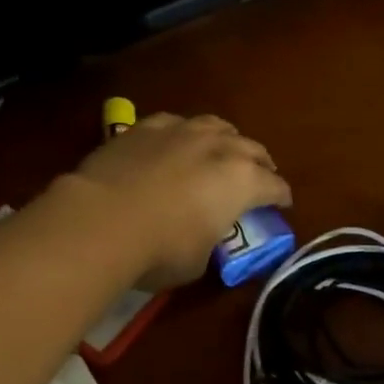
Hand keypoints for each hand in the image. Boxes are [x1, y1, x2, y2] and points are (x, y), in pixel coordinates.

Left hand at [67, 112, 291, 287]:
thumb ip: (212, 241)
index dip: (281, 198)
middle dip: (261, 164)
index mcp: (243, 181)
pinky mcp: (145, 127)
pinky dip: (185, 134)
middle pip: (253, 149)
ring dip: (227, 140)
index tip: (283, 205)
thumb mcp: (200, 260)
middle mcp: (220, 148)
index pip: (275, 187)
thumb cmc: (161, 250)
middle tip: (260, 177)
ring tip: (224, 152)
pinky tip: (178, 143)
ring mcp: (182, 132)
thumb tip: (204, 237)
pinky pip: (177, 123)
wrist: (101, 221)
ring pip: (218, 126)